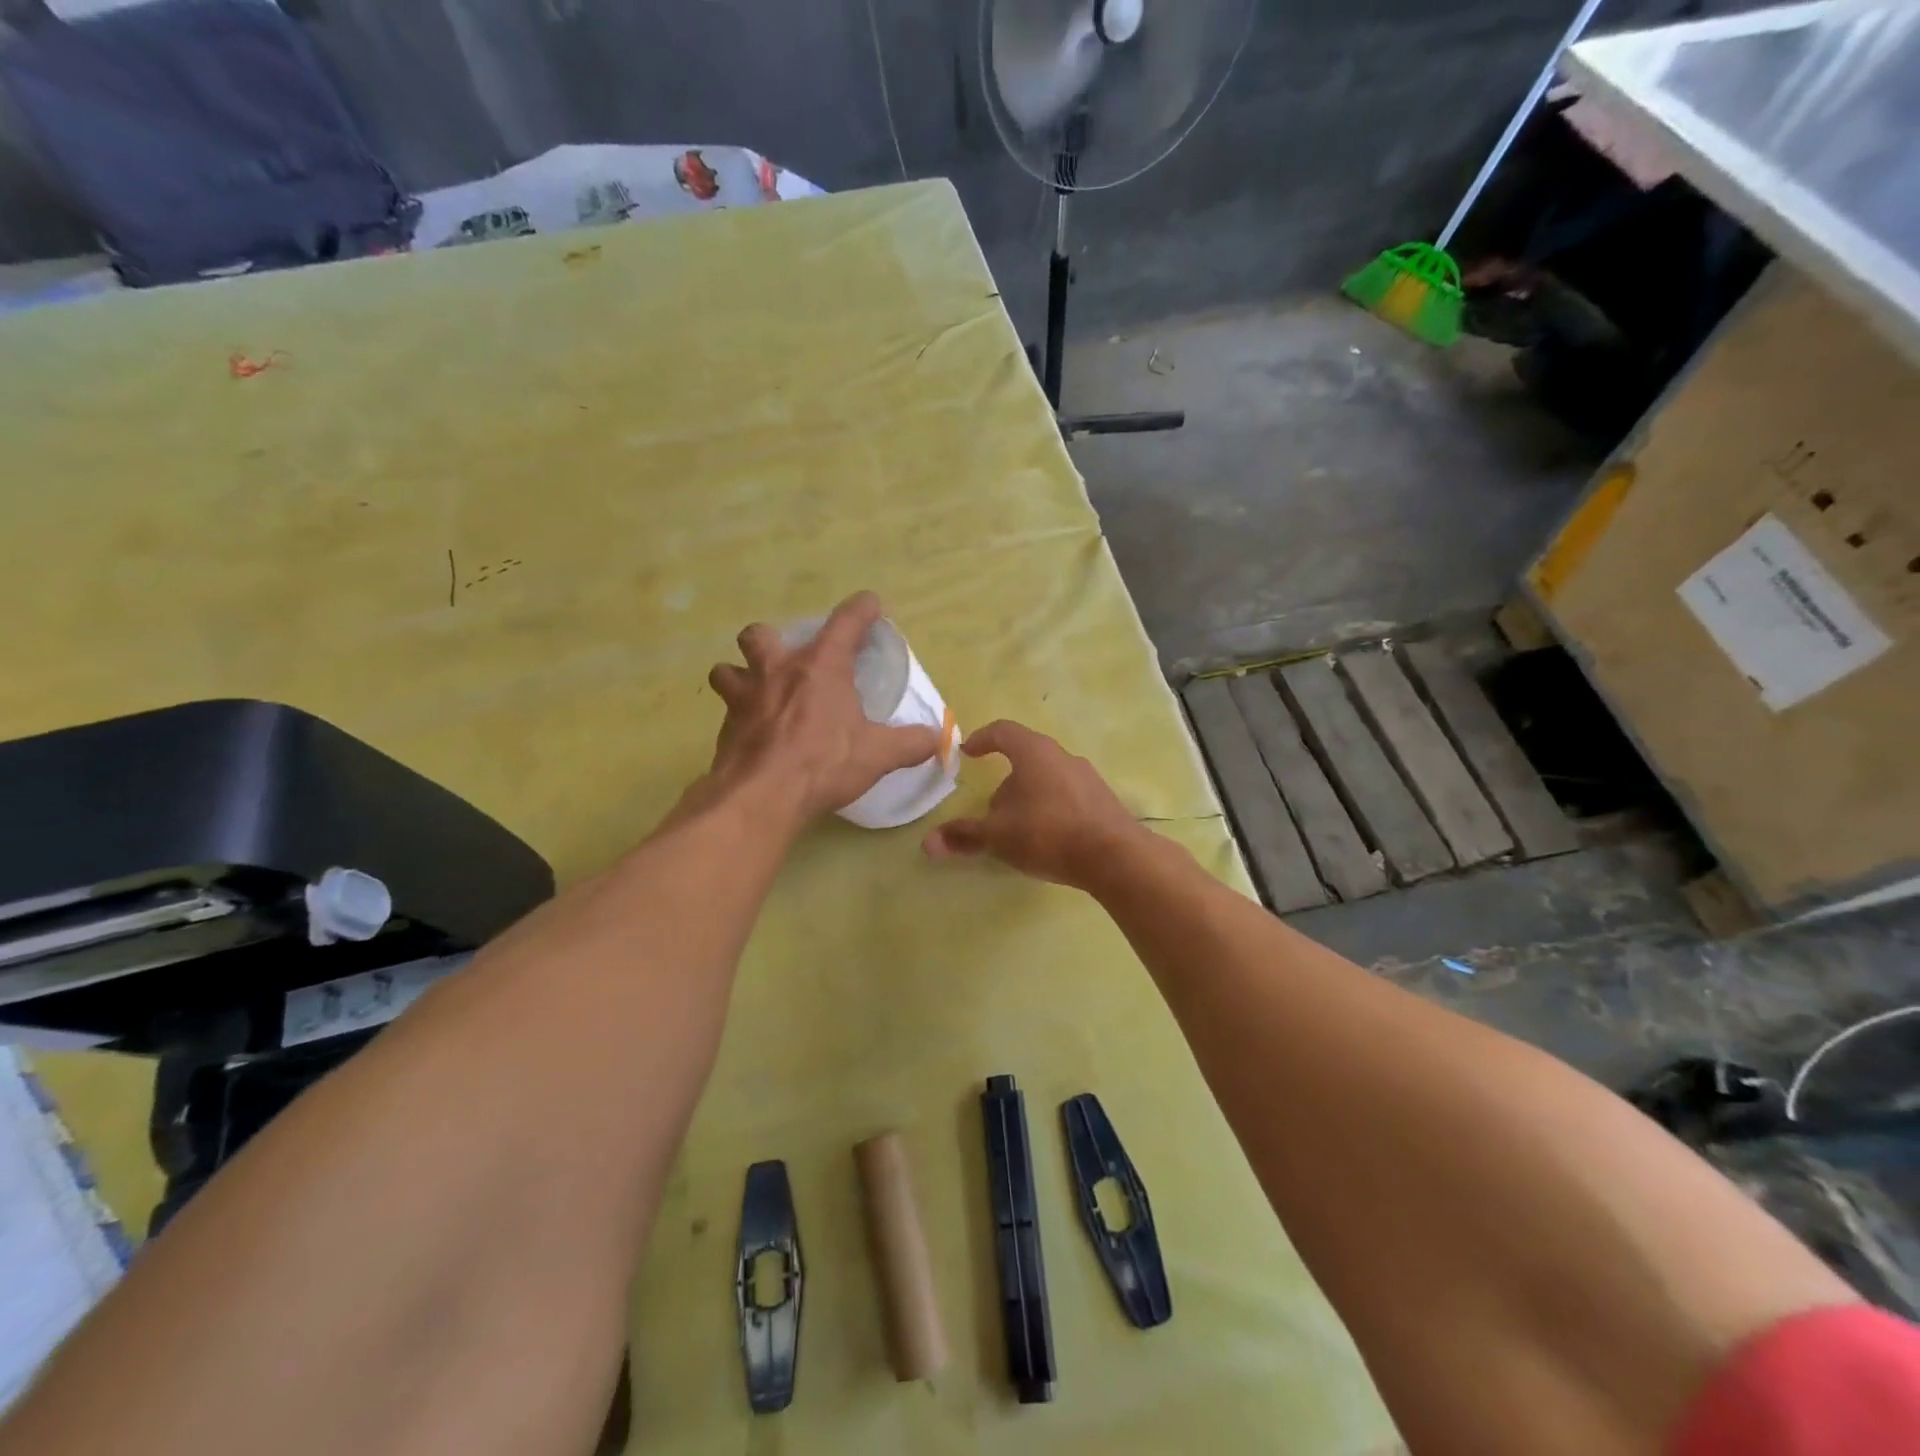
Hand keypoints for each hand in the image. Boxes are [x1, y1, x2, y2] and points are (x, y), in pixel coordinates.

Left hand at [706, 592, 941, 820]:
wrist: (761, 797)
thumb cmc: (823, 763)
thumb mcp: (878, 754)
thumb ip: (911, 743)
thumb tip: (937, 739)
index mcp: (820, 667)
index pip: (845, 622)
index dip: (861, 609)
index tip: (871, 604)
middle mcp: (777, 671)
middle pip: (761, 634)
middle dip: (772, 639)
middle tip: (788, 661)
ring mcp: (744, 698)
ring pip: (727, 669)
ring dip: (739, 674)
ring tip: (757, 692)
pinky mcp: (725, 729)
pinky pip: (727, 712)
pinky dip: (739, 718)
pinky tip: (754, 735)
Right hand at [922, 721, 1142, 890]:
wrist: (1115, 857)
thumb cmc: (1048, 834)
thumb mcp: (998, 836)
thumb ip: (964, 836)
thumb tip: (927, 843)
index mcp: (1034, 752)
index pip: (1003, 731)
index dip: (982, 738)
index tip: (967, 751)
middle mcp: (1062, 756)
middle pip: (1026, 757)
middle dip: (1005, 781)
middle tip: (991, 809)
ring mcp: (1086, 776)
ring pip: (1047, 777)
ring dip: (1028, 796)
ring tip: (1018, 827)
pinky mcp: (1103, 799)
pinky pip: (1067, 795)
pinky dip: (1050, 807)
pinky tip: (1048, 837)